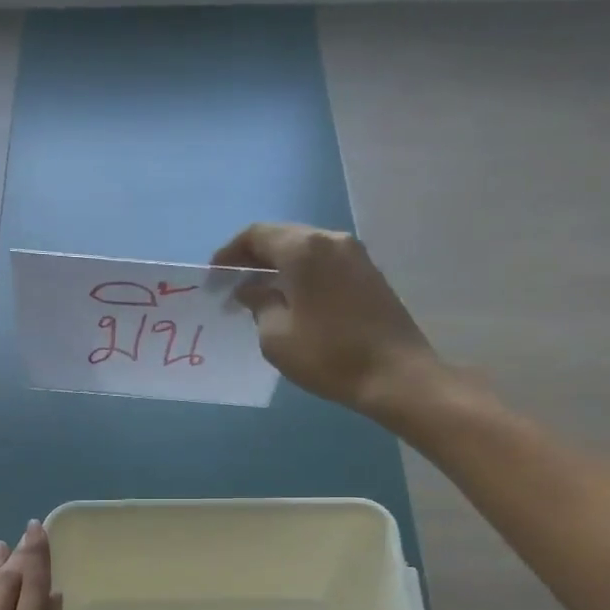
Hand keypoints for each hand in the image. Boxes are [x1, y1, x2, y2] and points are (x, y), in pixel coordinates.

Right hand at [213, 223, 442, 422]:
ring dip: (280, 265)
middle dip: (254, 257)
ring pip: (306, 249)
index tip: (215, 275)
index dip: (230, 252)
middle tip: (234, 283)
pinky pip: (325, 262)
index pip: (257, 235)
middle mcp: (330, 239)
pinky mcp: (369, 273)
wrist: (395, 374)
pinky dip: (302, 273)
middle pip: (283, 236)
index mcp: (303, 249)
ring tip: (260, 293)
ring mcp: (355, 254)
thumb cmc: (328, 355)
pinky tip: (292, 299)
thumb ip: (259, 304)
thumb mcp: (276, 336)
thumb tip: (251, 289)